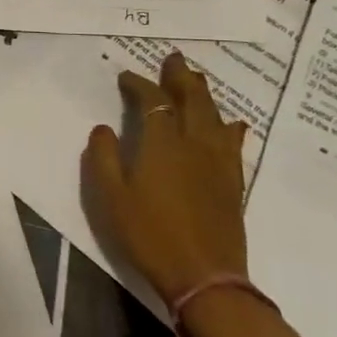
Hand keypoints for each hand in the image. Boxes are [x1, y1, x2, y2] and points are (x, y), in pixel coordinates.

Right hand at [83, 50, 248, 308]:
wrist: (204, 277)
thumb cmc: (148, 234)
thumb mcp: (110, 197)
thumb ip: (104, 157)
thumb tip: (104, 128)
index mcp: (161, 144)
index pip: (153, 102)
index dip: (140, 85)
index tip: (126, 77)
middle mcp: (194, 145)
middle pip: (192, 101)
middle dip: (181, 77)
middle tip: (174, 58)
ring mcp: (218, 164)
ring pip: (215, 118)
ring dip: (205, 96)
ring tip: (199, 80)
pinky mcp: (232, 184)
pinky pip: (232, 145)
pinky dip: (230, 128)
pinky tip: (233, 125)